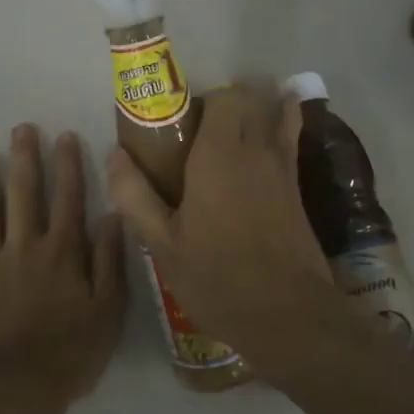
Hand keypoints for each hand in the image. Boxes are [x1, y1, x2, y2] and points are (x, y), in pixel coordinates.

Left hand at [0, 124, 125, 408]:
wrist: (13, 391)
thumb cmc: (68, 354)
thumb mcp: (108, 311)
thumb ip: (109, 262)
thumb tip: (113, 216)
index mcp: (62, 252)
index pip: (68, 198)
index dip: (67, 165)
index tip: (64, 136)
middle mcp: (24, 246)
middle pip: (24, 193)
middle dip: (23, 158)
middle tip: (20, 128)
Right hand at [106, 86, 344, 380]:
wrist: (290, 315)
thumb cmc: (218, 280)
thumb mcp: (163, 246)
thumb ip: (135, 196)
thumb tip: (115, 155)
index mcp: (220, 155)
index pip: (224, 98)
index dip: (203, 101)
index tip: (182, 125)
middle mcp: (256, 150)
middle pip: (252, 99)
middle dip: (229, 102)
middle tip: (202, 131)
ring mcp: (283, 167)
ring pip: (277, 114)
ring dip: (259, 109)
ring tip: (235, 130)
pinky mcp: (298, 187)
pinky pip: (291, 139)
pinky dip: (284, 127)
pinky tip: (264, 146)